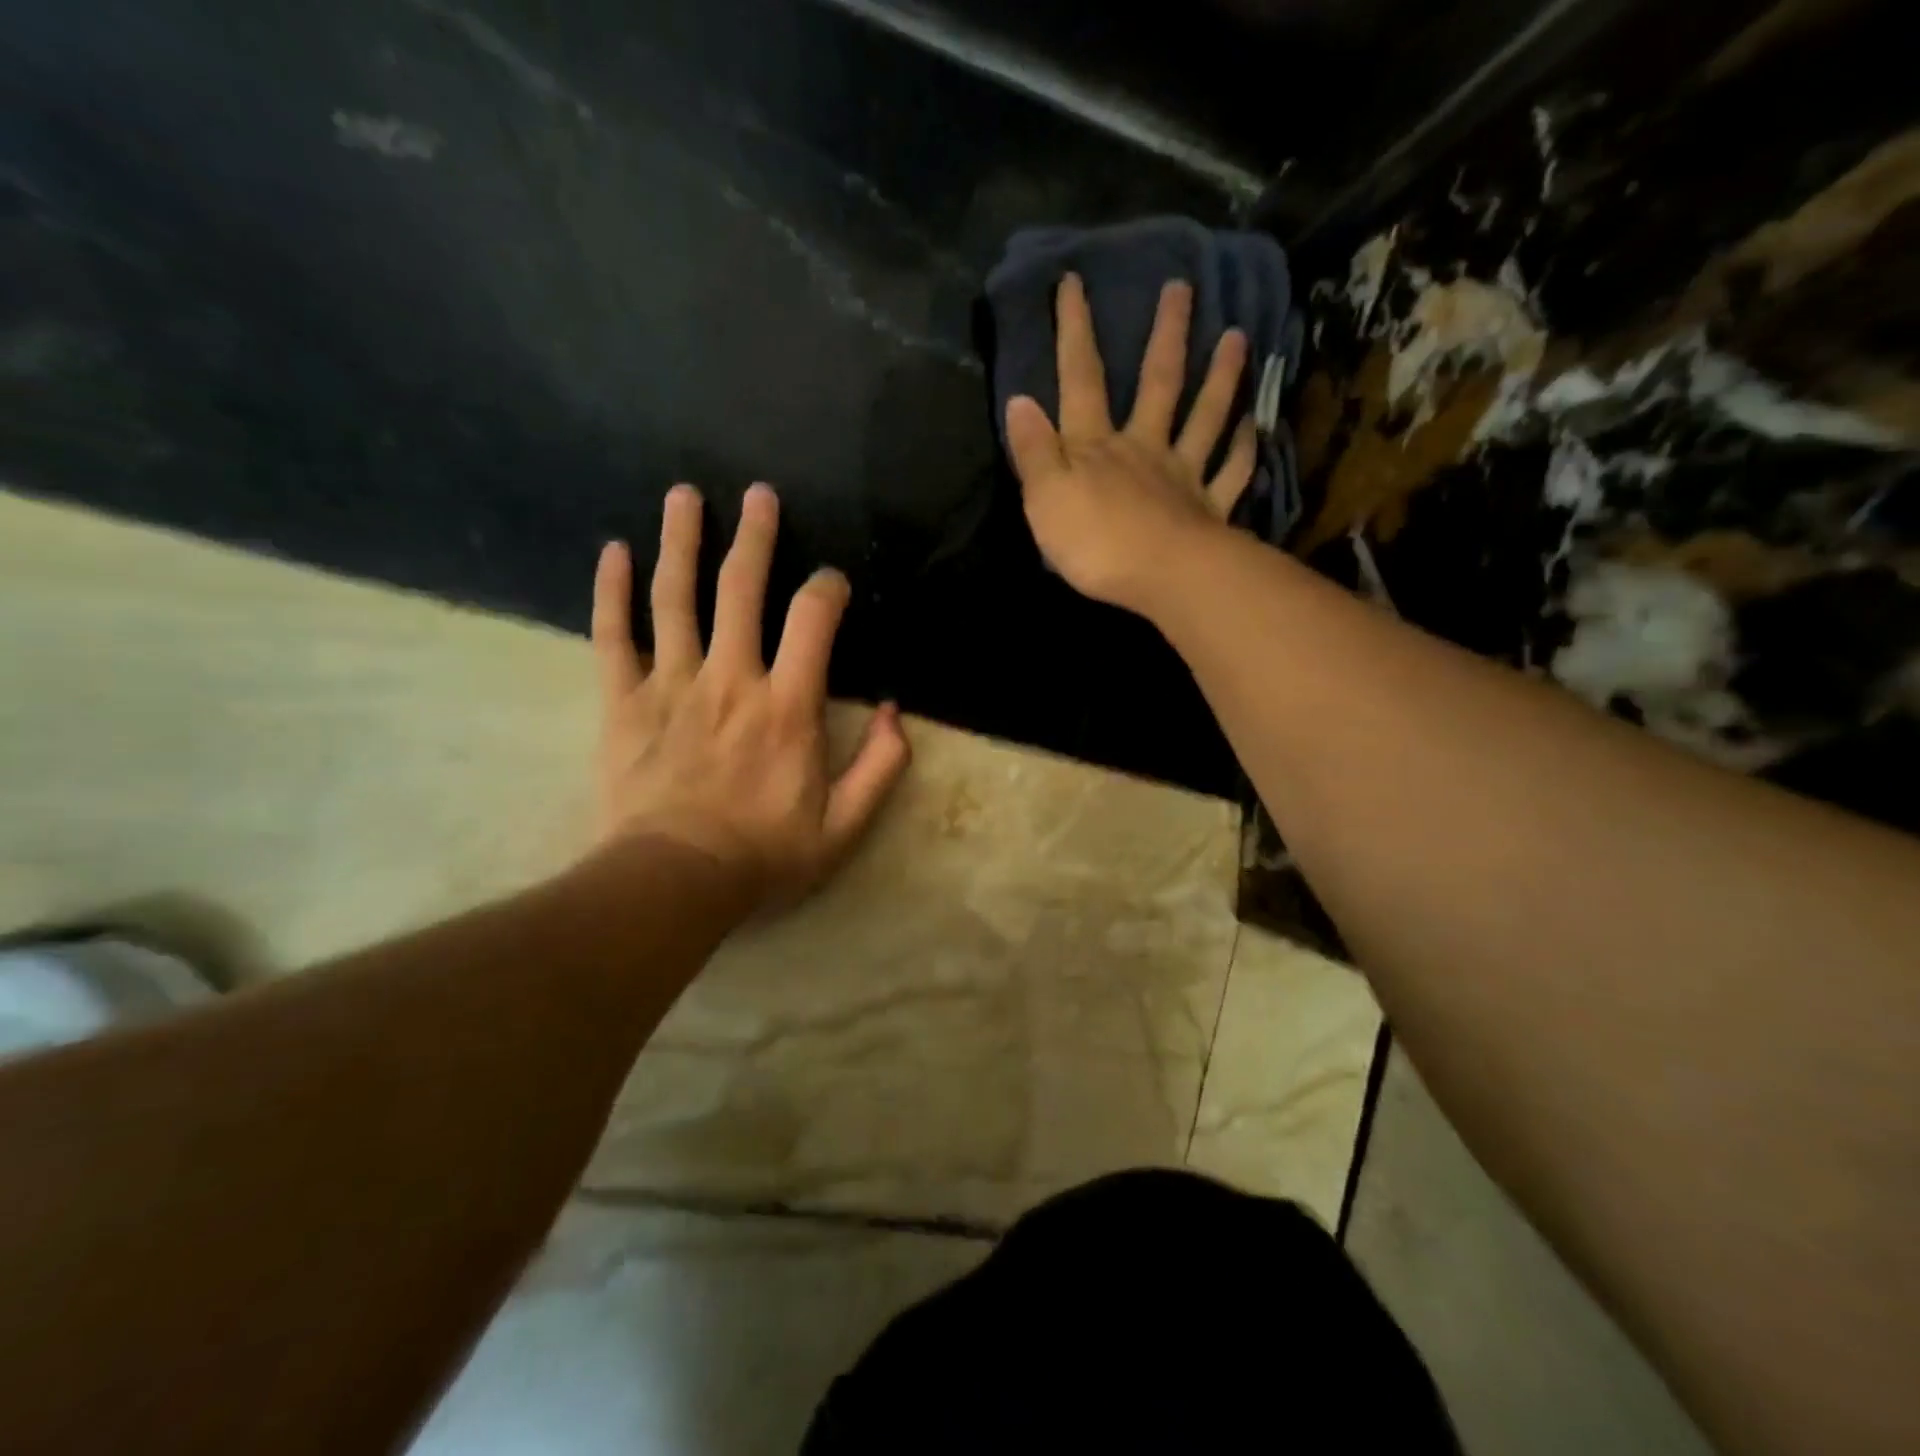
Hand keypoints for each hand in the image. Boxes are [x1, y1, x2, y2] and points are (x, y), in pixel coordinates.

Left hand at [591, 482, 910, 908]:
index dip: (827, 589)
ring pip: (675, 598)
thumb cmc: (765, 855)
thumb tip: (894, 712)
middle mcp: (730, 679)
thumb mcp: (845, 826)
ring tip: (684, 495)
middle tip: (758, 493)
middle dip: (754, 536)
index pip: (813, 620)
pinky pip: (613, 636)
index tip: (831, 582)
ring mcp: (671, 685)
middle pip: (741, 589)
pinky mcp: (622, 702)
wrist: (674, 882)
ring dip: (681, 542)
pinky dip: (612, 592)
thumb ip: (881, 766)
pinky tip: (613, 552)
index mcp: (787, 705)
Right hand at [1005, 274, 1255, 614]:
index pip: (1080, 380)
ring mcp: (1182, 476)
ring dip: (1221, 377)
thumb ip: (1034, 452)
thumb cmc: (1095, 542)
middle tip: (1182, 287)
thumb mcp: (1045, 498)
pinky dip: (1244, 449)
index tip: (1075, 282)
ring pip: (1205, 418)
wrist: (1161, 577)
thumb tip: (1020, 401)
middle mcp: (1143, 449)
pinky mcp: (1209, 510)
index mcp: (1096, 447)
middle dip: (1166, 335)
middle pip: (1157, 383)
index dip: (1074, 332)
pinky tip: (1255, 426)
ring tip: (1237, 336)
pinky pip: (1232, 473)